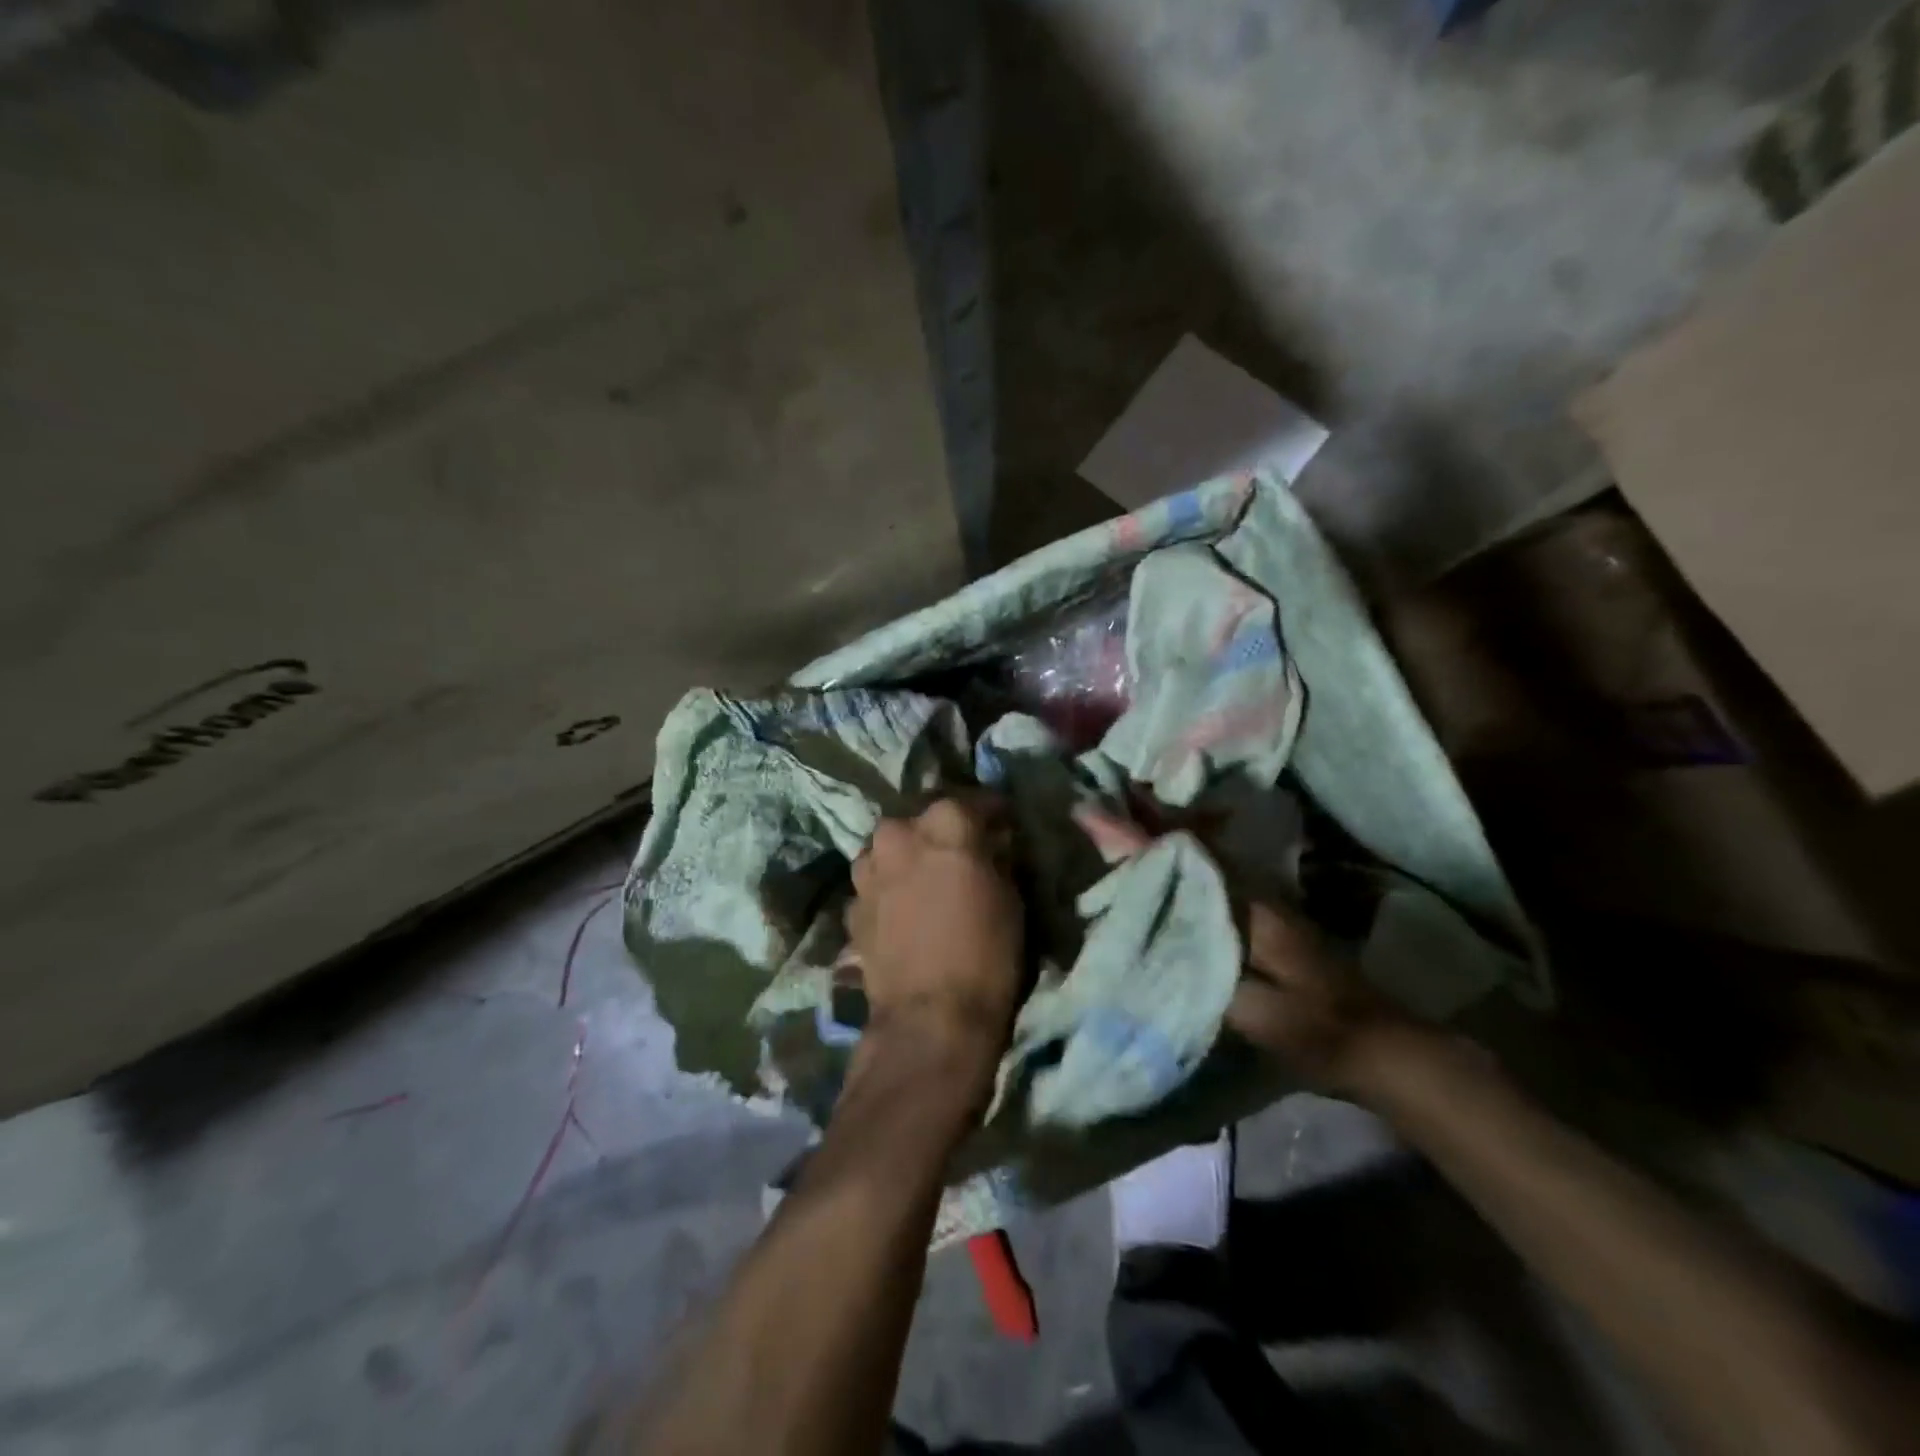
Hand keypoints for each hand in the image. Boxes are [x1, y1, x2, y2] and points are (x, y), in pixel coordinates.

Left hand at [847, 795, 1024, 1086]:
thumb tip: (992, 841)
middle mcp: (898, 833)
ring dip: (909, 857)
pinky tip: (905, 910)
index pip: (974, 800)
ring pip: (891, 848)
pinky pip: (876, 882)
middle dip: (942, 832)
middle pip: (923, 820)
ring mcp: (868, 867)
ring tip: (928, 882)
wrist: (929, 1020)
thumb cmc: (986, 953)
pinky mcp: (851, 903)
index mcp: (944, 822)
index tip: (1003, 825)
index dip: (993, 813)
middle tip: (962, 855)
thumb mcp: (1011, 896)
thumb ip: (996, 856)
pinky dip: (890, 888)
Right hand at [1074, 802, 1412, 1097]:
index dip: (1137, 834)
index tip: (1095, 809)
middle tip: (1101, 801)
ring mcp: (1259, 904)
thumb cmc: (1315, 1028)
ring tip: (1120, 819)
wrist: (1381, 1047)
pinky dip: (1179, 863)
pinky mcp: (1261, 922)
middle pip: (1190, 844)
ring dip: (1161, 837)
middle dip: (1145, 820)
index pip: (1183, 856)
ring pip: (1200, 858)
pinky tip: (1159, 867)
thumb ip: (1200, 965)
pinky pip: (1208, 879)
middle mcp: (1251, 891)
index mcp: (1247, 905)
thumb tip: (1147, 932)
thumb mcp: (1254, 1008)